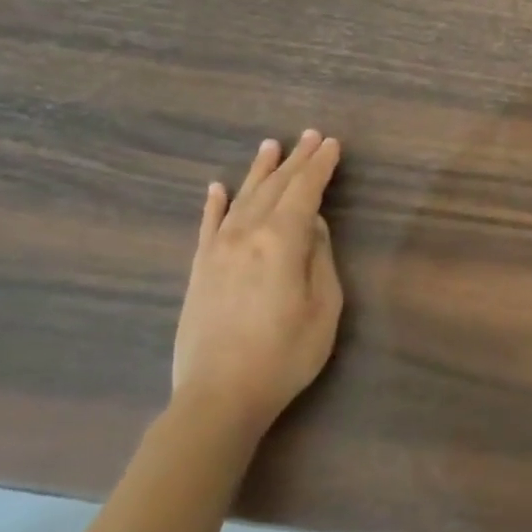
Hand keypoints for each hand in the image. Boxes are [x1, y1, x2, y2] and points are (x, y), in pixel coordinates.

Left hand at [171, 132, 343, 443]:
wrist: (219, 396)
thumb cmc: (285, 354)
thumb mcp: (323, 307)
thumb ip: (319, 258)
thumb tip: (312, 224)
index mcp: (280, 242)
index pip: (304, 192)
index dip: (320, 166)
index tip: (333, 144)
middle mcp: (245, 235)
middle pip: (274, 188)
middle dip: (296, 160)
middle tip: (310, 136)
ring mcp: (217, 251)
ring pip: (241, 198)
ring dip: (259, 171)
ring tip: (271, 146)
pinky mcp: (199, 270)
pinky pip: (206, 225)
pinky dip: (214, 203)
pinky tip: (217, 187)